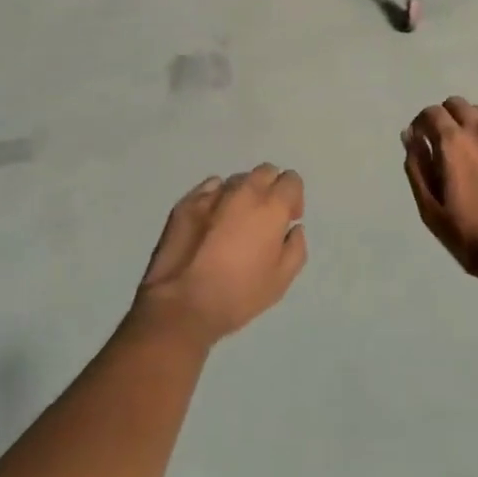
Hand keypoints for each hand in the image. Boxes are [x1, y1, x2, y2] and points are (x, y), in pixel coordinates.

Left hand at [135, 165, 307, 345]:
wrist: (182, 305)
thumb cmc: (238, 294)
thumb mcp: (281, 280)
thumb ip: (296, 247)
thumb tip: (293, 228)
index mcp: (271, 206)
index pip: (291, 180)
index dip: (293, 198)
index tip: (288, 220)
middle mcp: (245, 190)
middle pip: (265, 171)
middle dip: (270, 188)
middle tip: (264, 218)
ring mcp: (213, 193)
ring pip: (237, 180)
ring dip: (243, 194)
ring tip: (234, 222)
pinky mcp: (187, 202)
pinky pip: (210, 189)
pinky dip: (216, 198)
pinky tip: (210, 222)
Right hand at [401, 98, 477, 301]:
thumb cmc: (477, 239)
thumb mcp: (433, 212)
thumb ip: (418, 169)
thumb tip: (410, 136)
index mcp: (453, 143)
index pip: (431, 113)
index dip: (422, 125)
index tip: (422, 143)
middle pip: (457, 104)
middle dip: (445, 119)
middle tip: (447, 147)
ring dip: (472, 122)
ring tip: (475, 150)